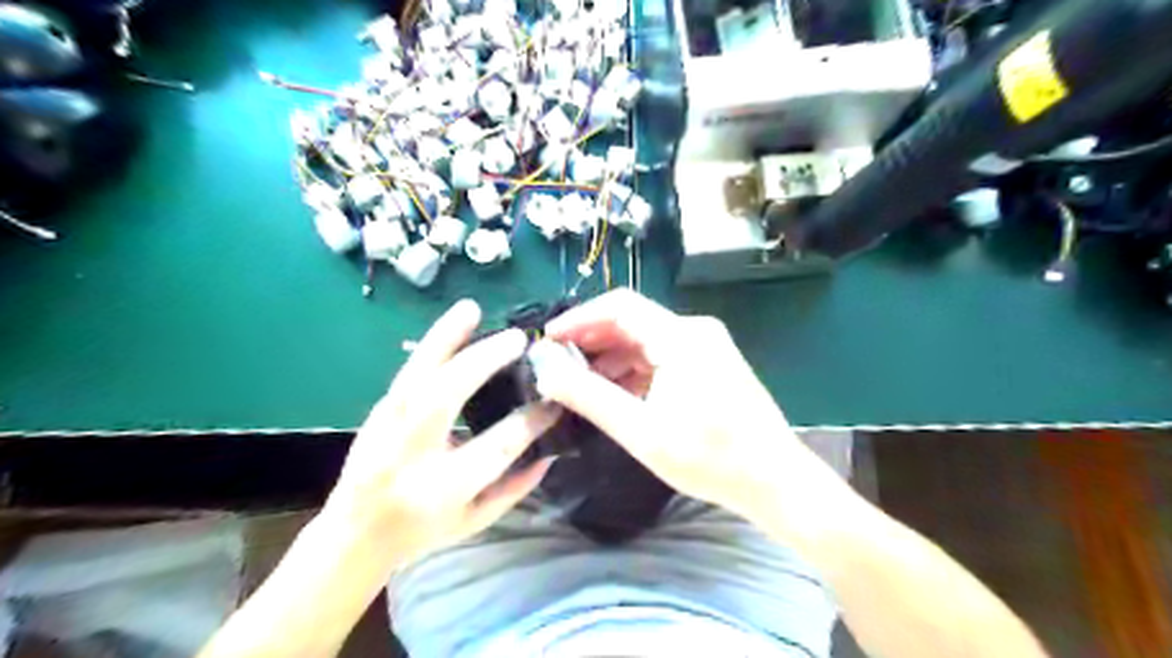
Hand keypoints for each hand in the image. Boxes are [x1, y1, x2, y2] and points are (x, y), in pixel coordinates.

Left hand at [319, 300, 557, 566]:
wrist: (354, 533)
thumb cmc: (422, 531)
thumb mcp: (477, 520)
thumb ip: (517, 487)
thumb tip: (552, 450)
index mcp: (443, 487)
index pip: (497, 445)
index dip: (531, 420)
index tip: (554, 401)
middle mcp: (412, 451)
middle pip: (446, 394)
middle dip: (483, 361)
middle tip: (518, 340)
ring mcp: (389, 425)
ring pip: (418, 372)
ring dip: (447, 336)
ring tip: (472, 309)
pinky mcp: (381, 408)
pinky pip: (412, 368)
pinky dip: (436, 341)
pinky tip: (457, 320)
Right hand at [537, 293, 831, 539]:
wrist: (775, 480)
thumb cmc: (709, 457)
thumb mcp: (640, 430)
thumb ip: (590, 397)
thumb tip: (548, 373)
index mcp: (680, 336)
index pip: (619, 307)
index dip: (580, 318)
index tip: (550, 339)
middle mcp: (695, 331)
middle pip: (633, 321)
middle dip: (593, 339)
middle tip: (559, 363)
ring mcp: (708, 347)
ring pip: (648, 340)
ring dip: (613, 357)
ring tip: (581, 383)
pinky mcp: (712, 365)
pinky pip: (665, 356)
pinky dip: (636, 369)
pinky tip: (618, 393)